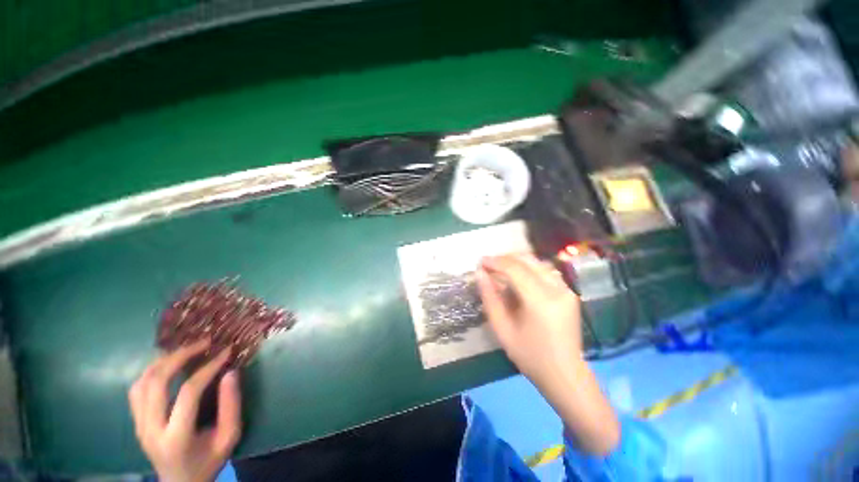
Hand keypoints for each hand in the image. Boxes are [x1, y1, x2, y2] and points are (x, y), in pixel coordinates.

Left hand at [129, 340, 241, 481]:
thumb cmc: (209, 462)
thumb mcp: (229, 437)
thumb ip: (231, 406)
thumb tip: (230, 372)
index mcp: (176, 437)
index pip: (188, 393)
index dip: (208, 368)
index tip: (225, 351)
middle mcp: (151, 429)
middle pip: (157, 382)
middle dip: (180, 356)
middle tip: (203, 343)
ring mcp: (139, 425)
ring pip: (142, 382)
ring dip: (163, 361)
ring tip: (186, 349)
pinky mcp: (135, 422)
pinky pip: (136, 389)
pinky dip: (151, 372)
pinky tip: (167, 366)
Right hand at [476, 254, 581, 386]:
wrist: (565, 374)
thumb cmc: (530, 356)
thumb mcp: (502, 329)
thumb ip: (490, 298)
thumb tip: (480, 274)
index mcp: (540, 301)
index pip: (515, 269)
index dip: (495, 262)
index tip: (480, 262)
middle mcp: (557, 289)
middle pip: (528, 260)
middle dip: (505, 258)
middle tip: (488, 264)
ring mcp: (566, 289)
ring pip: (537, 262)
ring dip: (516, 261)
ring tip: (500, 268)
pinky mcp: (569, 292)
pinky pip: (545, 270)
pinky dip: (528, 267)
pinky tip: (518, 275)